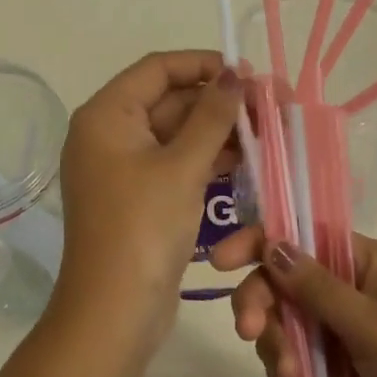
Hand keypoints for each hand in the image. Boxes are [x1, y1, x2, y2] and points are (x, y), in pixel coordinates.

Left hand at [53, 51, 244, 353]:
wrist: (114, 311)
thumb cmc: (143, 228)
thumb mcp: (181, 167)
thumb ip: (212, 116)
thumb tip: (235, 75)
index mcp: (106, 116)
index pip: (157, 69)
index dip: (203, 64)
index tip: (248, 74)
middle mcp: (109, 135)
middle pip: (168, 100)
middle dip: (218, 102)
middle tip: (270, 106)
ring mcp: (122, 168)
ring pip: (176, 134)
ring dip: (217, 132)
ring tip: (268, 133)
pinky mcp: (139, 197)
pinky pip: (175, 164)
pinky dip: (206, 160)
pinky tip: (247, 161)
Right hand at [211, 229, 376, 376]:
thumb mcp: (375, 326)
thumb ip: (317, 289)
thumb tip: (271, 243)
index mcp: (367, 262)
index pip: (302, 236)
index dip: (259, 242)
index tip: (220, 262)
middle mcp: (352, 289)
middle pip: (286, 280)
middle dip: (263, 301)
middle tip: (249, 332)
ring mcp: (345, 331)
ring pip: (287, 320)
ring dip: (275, 341)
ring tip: (285, 376)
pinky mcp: (341, 370)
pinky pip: (298, 355)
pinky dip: (285, 365)